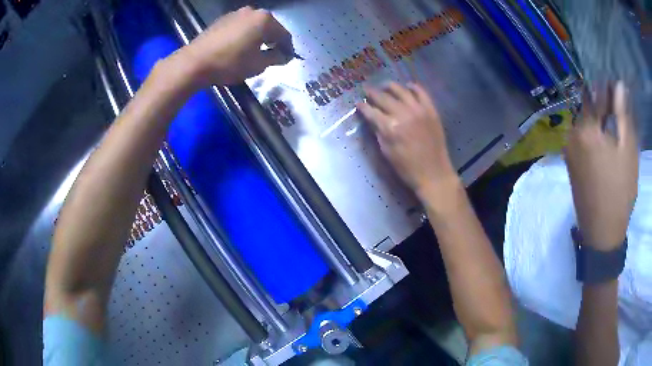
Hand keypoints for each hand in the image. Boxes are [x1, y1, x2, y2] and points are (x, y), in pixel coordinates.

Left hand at [171, 6, 292, 87]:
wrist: (195, 62)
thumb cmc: (230, 63)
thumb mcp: (258, 64)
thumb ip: (276, 57)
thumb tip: (284, 55)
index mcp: (264, 19)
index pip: (284, 34)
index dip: (288, 48)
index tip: (288, 60)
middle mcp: (252, 11)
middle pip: (269, 28)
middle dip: (273, 41)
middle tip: (272, 56)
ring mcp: (235, 14)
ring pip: (254, 26)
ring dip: (258, 38)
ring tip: (255, 53)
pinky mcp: (222, 20)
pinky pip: (240, 27)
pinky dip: (244, 36)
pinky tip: (239, 48)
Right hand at [357, 82, 457, 201]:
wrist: (434, 173)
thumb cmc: (407, 168)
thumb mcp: (387, 152)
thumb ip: (378, 132)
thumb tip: (372, 119)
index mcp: (391, 127)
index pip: (372, 112)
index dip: (363, 107)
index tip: (358, 103)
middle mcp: (404, 114)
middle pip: (384, 98)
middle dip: (373, 93)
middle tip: (366, 89)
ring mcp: (419, 110)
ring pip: (402, 91)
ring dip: (391, 86)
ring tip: (385, 85)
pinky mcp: (431, 111)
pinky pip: (422, 93)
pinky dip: (414, 87)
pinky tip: (408, 86)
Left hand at [566, 81, 638, 250]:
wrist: (601, 233)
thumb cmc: (620, 191)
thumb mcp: (627, 150)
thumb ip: (622, 115)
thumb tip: (618, 85)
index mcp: (585, 129)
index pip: (594, 94)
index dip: (606, 88)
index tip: (615, 87)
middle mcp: (571, 135)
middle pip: (588, 109)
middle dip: (603, 106)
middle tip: (617, 110)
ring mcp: (569, 150)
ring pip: (586, 124)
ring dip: (600, 121)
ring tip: (614, 127)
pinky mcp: (571, 164)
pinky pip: (583, 140)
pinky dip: (594, 136)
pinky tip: (606, 143)